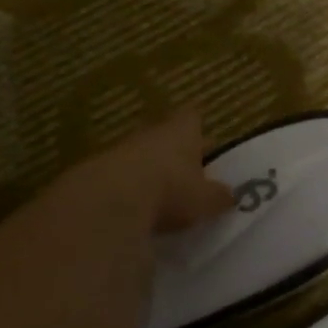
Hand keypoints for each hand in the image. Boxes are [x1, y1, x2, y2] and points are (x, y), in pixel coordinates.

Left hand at [81, 109, 234, 233]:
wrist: (110, 201)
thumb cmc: (171, 190)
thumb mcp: (205, 199)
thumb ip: (218, 196)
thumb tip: (230, 195)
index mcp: (181, 132)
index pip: (192, 118)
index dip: (198, 128)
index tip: (203, 140)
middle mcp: (151, 134)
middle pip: (165, 137)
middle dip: (175, 152)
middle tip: (187, 172)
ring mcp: (121, 151)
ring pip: (142, 156)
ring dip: (150, 172)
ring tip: (162, 195)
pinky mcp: (97, 174)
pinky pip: (121, 179)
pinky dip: (129, 190)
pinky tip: (137, 209)